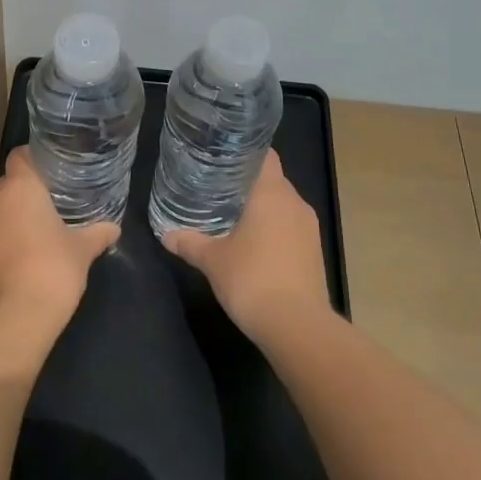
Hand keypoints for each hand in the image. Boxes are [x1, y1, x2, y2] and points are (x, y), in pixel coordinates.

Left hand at [0, 148, 117, 330]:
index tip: (53, 169)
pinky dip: (3, 244)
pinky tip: (22, 260)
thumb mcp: (82, 250)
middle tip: (53, 203)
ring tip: (38, 234)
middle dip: (27, 193)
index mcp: (19, 187)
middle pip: (8, 185)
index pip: (20, 155)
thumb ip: (98, 233)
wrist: (12, 320)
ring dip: (13, 220)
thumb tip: (114, 228)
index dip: (35, 158)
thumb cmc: (52, 270)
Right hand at [160, 150, 330, 344]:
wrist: (297, 326)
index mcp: (272, 193)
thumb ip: (189, 243)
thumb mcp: (212, 260)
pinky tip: (254, 246)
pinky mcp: (314, 253)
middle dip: (248, 183)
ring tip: (232, 216)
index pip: (265, 156)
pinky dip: (274, 231)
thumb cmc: (252, 279)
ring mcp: (309, 229)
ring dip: (262, 210)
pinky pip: (291, 229)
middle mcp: (295, 203)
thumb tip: (166, 234)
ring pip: (283, 206)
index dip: (245, 153)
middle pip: (272, 181)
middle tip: (218, 187)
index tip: (223, 156)